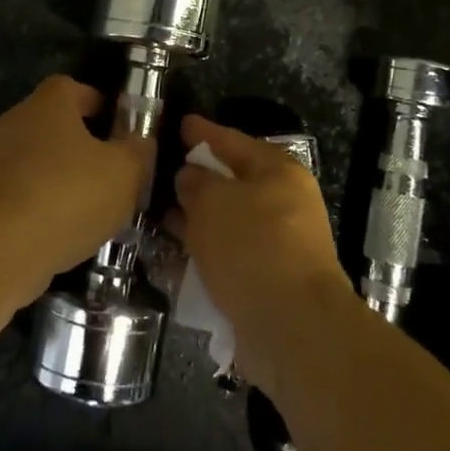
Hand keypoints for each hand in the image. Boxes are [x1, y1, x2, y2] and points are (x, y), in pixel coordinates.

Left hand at [0, 76, 149, 288]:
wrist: (2, 247)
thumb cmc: (69, 193)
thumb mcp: (125, 172)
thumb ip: (138, 151)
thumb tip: (139, 142)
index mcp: (49, 103)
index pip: (74, 88)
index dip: (98, 104)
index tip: (118, 128)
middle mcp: (16, 121)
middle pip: (54, 124)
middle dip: (82, 144)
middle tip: (111, 170)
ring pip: (38, 160)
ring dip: (62, 177)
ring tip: (92, 206)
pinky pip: (23, 190)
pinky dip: (43, 203)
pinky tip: (63, 229)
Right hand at [168, 115, 356, 392]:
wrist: (292, 327)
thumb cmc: (253, 247)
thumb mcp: (214, 202)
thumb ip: (196, 183)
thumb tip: (189, 176)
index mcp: (278, 172)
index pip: (233, 141)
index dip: (204, 132)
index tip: (180, 123)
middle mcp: (281, 205)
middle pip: (231, 183)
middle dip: (196, 180)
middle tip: (160, 173)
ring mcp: (275, 245)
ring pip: (225, 224)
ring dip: (194, 221)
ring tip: (156, 216)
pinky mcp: (265, 282)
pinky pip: (225, 259)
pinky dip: (201, 257)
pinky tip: (169, 258)